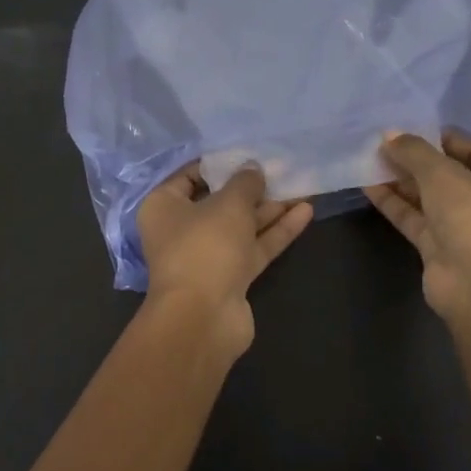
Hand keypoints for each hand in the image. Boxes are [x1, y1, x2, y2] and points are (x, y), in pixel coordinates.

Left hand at [138, 164, 312, 358]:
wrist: (204, 317)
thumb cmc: (205, 247)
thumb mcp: (228, 204)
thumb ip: (245, 183)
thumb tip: (253, 169)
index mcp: (164, 206)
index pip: (191, 176)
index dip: (220, 163)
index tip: (248, 153)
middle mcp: (182, 230)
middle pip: (220, 202)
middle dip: (252, 188)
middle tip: (283, 168)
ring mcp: (208, 256)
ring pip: (242, 226)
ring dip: (271, 209)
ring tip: (303, 186)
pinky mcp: (231, 277)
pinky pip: (255, 247)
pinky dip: (277, 231)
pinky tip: (305, 211)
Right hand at [362, 130, 470, 327]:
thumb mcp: (443, 174)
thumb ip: (414, 151)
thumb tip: (389, 134)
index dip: (440, 136)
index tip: (407, 127)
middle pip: (447, 171)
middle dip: (415, 158)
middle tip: (381, 142)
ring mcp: (463, 225)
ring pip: (427, 195)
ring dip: (400, 179)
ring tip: (368, 158)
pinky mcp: (439, 246)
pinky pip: (414, 217)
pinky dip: (394, 202)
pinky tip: (368, 185)